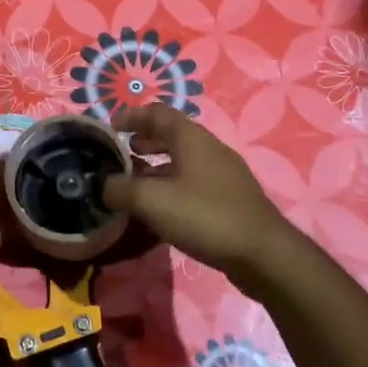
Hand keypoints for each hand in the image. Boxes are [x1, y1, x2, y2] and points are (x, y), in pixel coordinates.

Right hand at [101, 104, 294, 281]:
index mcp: (191, 138)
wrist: (263, 254)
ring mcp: (223, 173)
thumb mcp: (152, 201)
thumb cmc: (204, 216)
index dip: (131, 116)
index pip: (157, 112)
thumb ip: (121, 189)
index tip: (110, 129)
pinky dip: (172, 185)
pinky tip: (162, 210)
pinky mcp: (230, 198)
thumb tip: (105, 185)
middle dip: (143, 141)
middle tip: (121, 156)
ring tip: (135, 184)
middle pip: (171, 134)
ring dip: (156, 166)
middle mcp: (209, 148)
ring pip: (183, 160)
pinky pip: (193, 181)